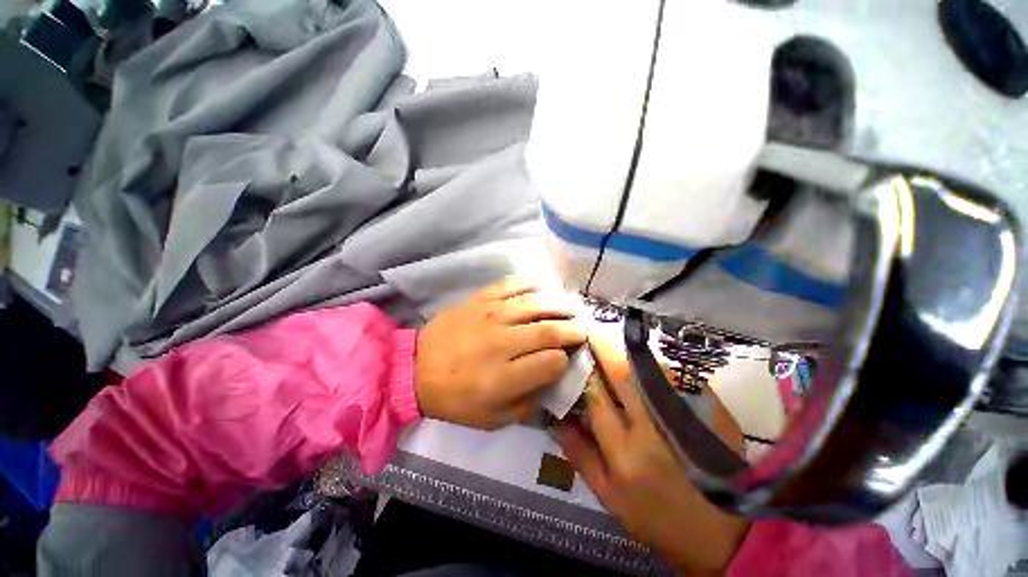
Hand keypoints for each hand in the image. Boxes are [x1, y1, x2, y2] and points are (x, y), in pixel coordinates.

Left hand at [415, 278, 586, 429]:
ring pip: (535, 305)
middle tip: (585, 327)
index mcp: (504, 377)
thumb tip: (551, 383)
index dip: (565, 360)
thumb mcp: (492, 419)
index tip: (568, 358)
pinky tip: (544, 284)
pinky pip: (509, 286)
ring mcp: (490, 316)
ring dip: (560, 305)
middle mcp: (502, 343)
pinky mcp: (479, 301)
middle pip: (548, 331)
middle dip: (573, 329)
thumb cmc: (454, 398)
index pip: (551, 363)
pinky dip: (529, 283)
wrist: (415, 369)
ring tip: (574, 306)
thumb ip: (526, 404)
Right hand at [557, 335, 750, 573]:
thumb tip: (558, 419)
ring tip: (613, 341)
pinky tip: (644, 359)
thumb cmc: (658, 518)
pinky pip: (676, 375)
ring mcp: (685, 417)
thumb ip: (580, 455)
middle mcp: (652, 430)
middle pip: (622, 374)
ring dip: (627, 351)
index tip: (575, 353)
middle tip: (590, 332)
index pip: (596, 397)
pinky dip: (655, 362)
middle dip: (603, 348)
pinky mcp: (709, 411)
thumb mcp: (609, 498)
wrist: (725, 533)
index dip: (584, 371)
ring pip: (648, 369)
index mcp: (625, 454)